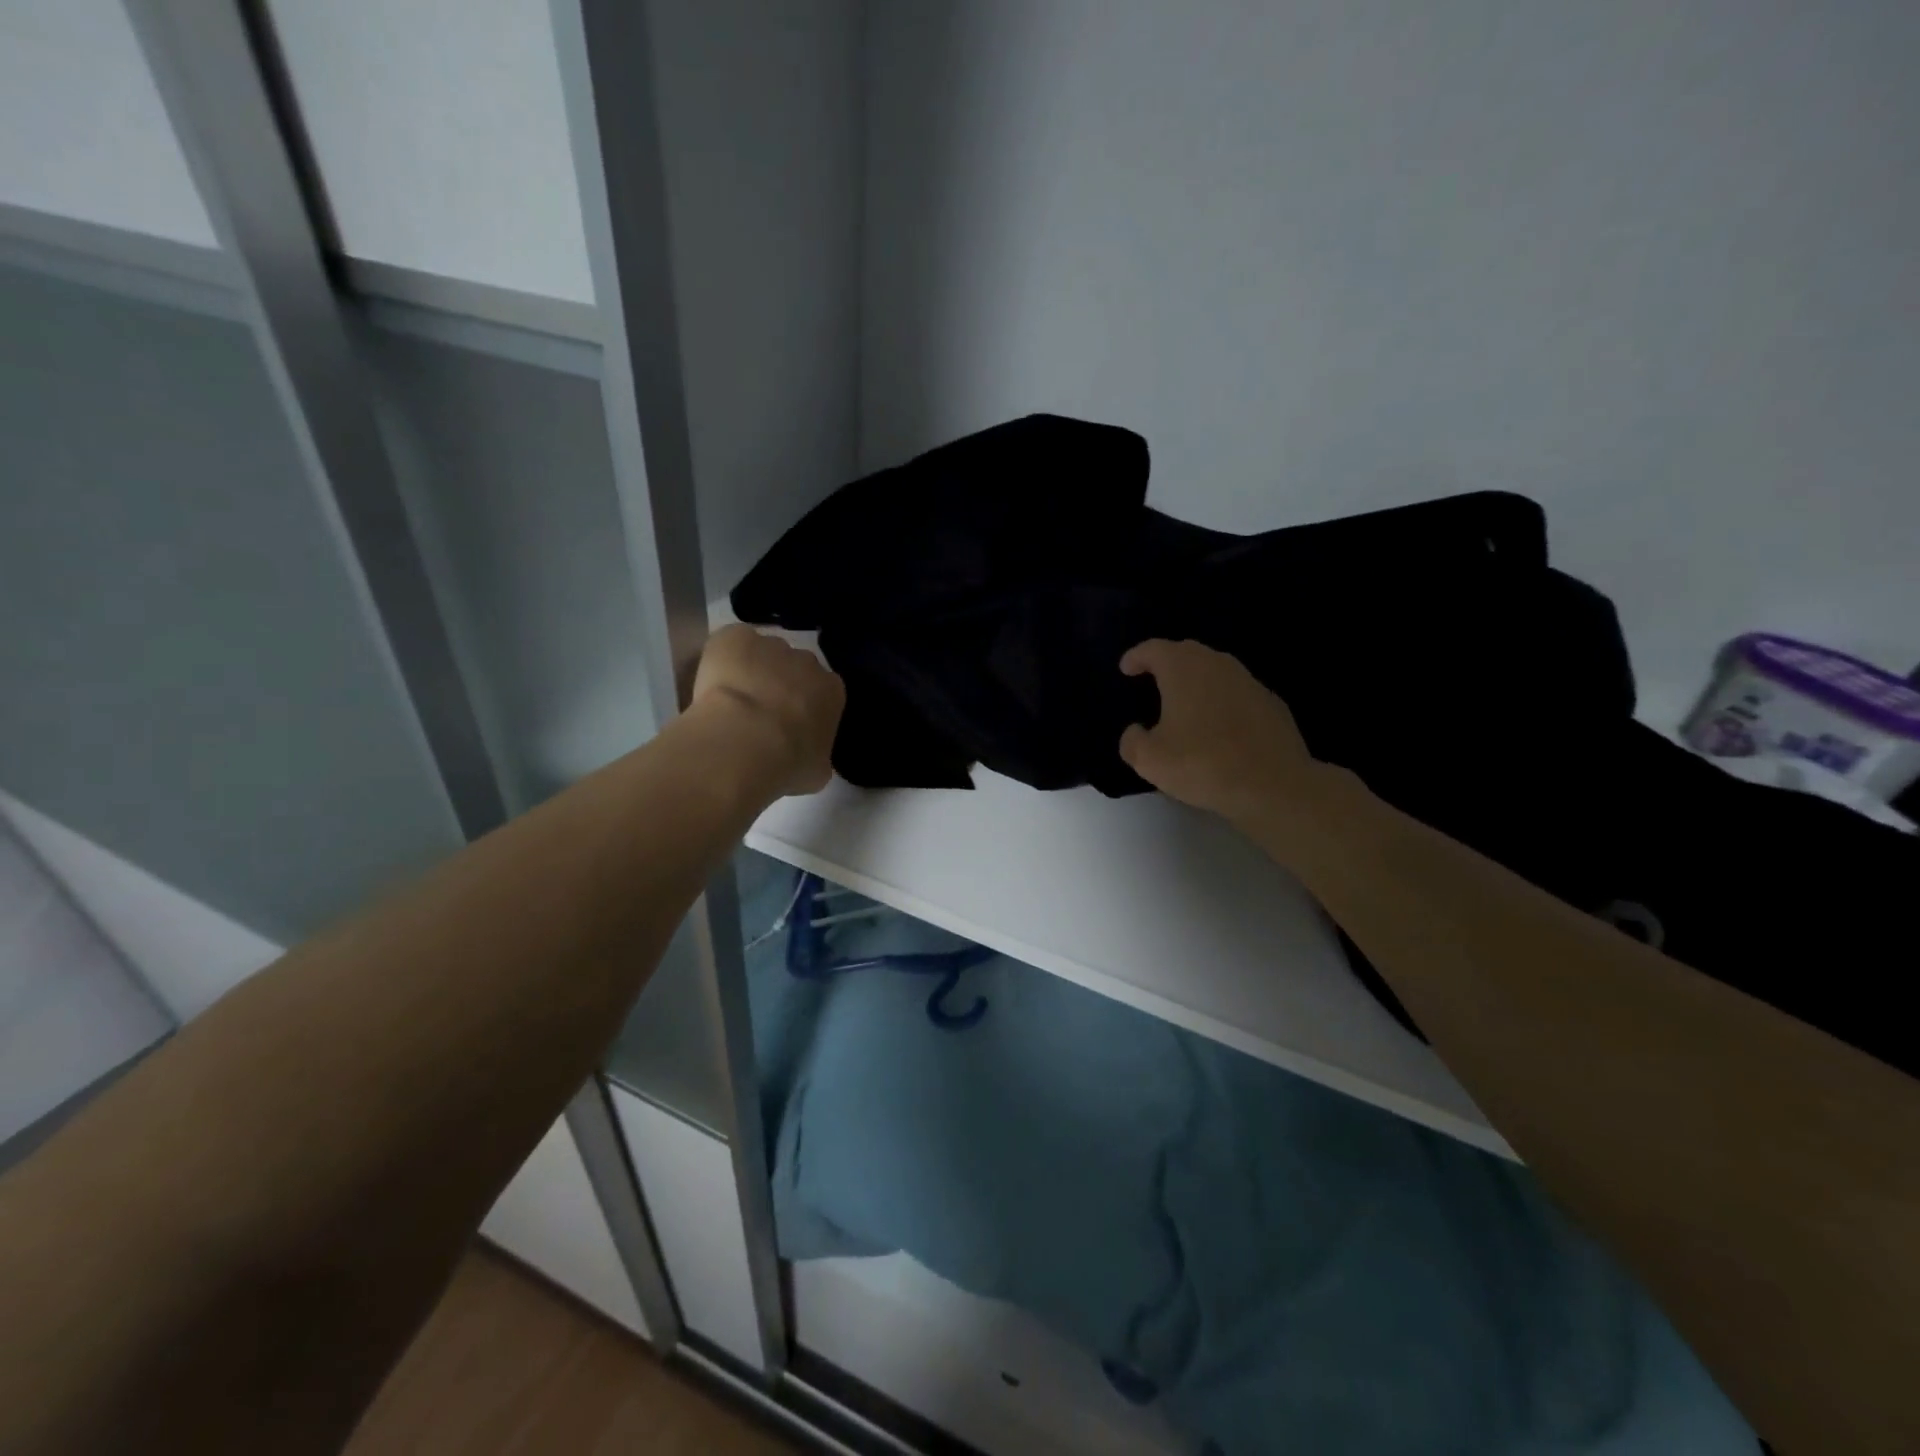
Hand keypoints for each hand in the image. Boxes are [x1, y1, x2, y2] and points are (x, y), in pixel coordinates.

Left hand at [692, 625, 844, 795]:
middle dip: (780, 685)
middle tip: (758, 715)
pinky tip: (713, 683)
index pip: (822, 693)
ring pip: (762, 653)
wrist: (744, 742)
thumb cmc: (787, 762)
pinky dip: (723, 657)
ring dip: (751, 670)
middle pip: (795, 668)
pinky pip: (732, 642)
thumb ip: (817, 755)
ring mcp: (771, 645)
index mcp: (832, 691)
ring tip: (730, 700)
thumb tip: (809, 756)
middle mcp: (807, 661)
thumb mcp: (817, 771)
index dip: (804, 707)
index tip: (788, 726)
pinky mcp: (736, 637)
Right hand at [1118, 639, 1315, 825]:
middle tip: (1152, 679)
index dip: (1136, 657)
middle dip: (1167, 663)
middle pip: (1187, 653)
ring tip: (1184, 703)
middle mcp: (1217, 665)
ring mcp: (1249, 683)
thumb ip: (1133, 741)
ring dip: (1197, 681)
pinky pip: (1238, 694)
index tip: (1126, 668)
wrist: (1274, 785)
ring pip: (1216, 671)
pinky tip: (1219, 726)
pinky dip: (1222, 701)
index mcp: (1183, 670)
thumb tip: (1136, 732)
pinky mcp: (1272, 704)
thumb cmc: (1203, 764)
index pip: (1154, 649)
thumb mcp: (1150, 760)